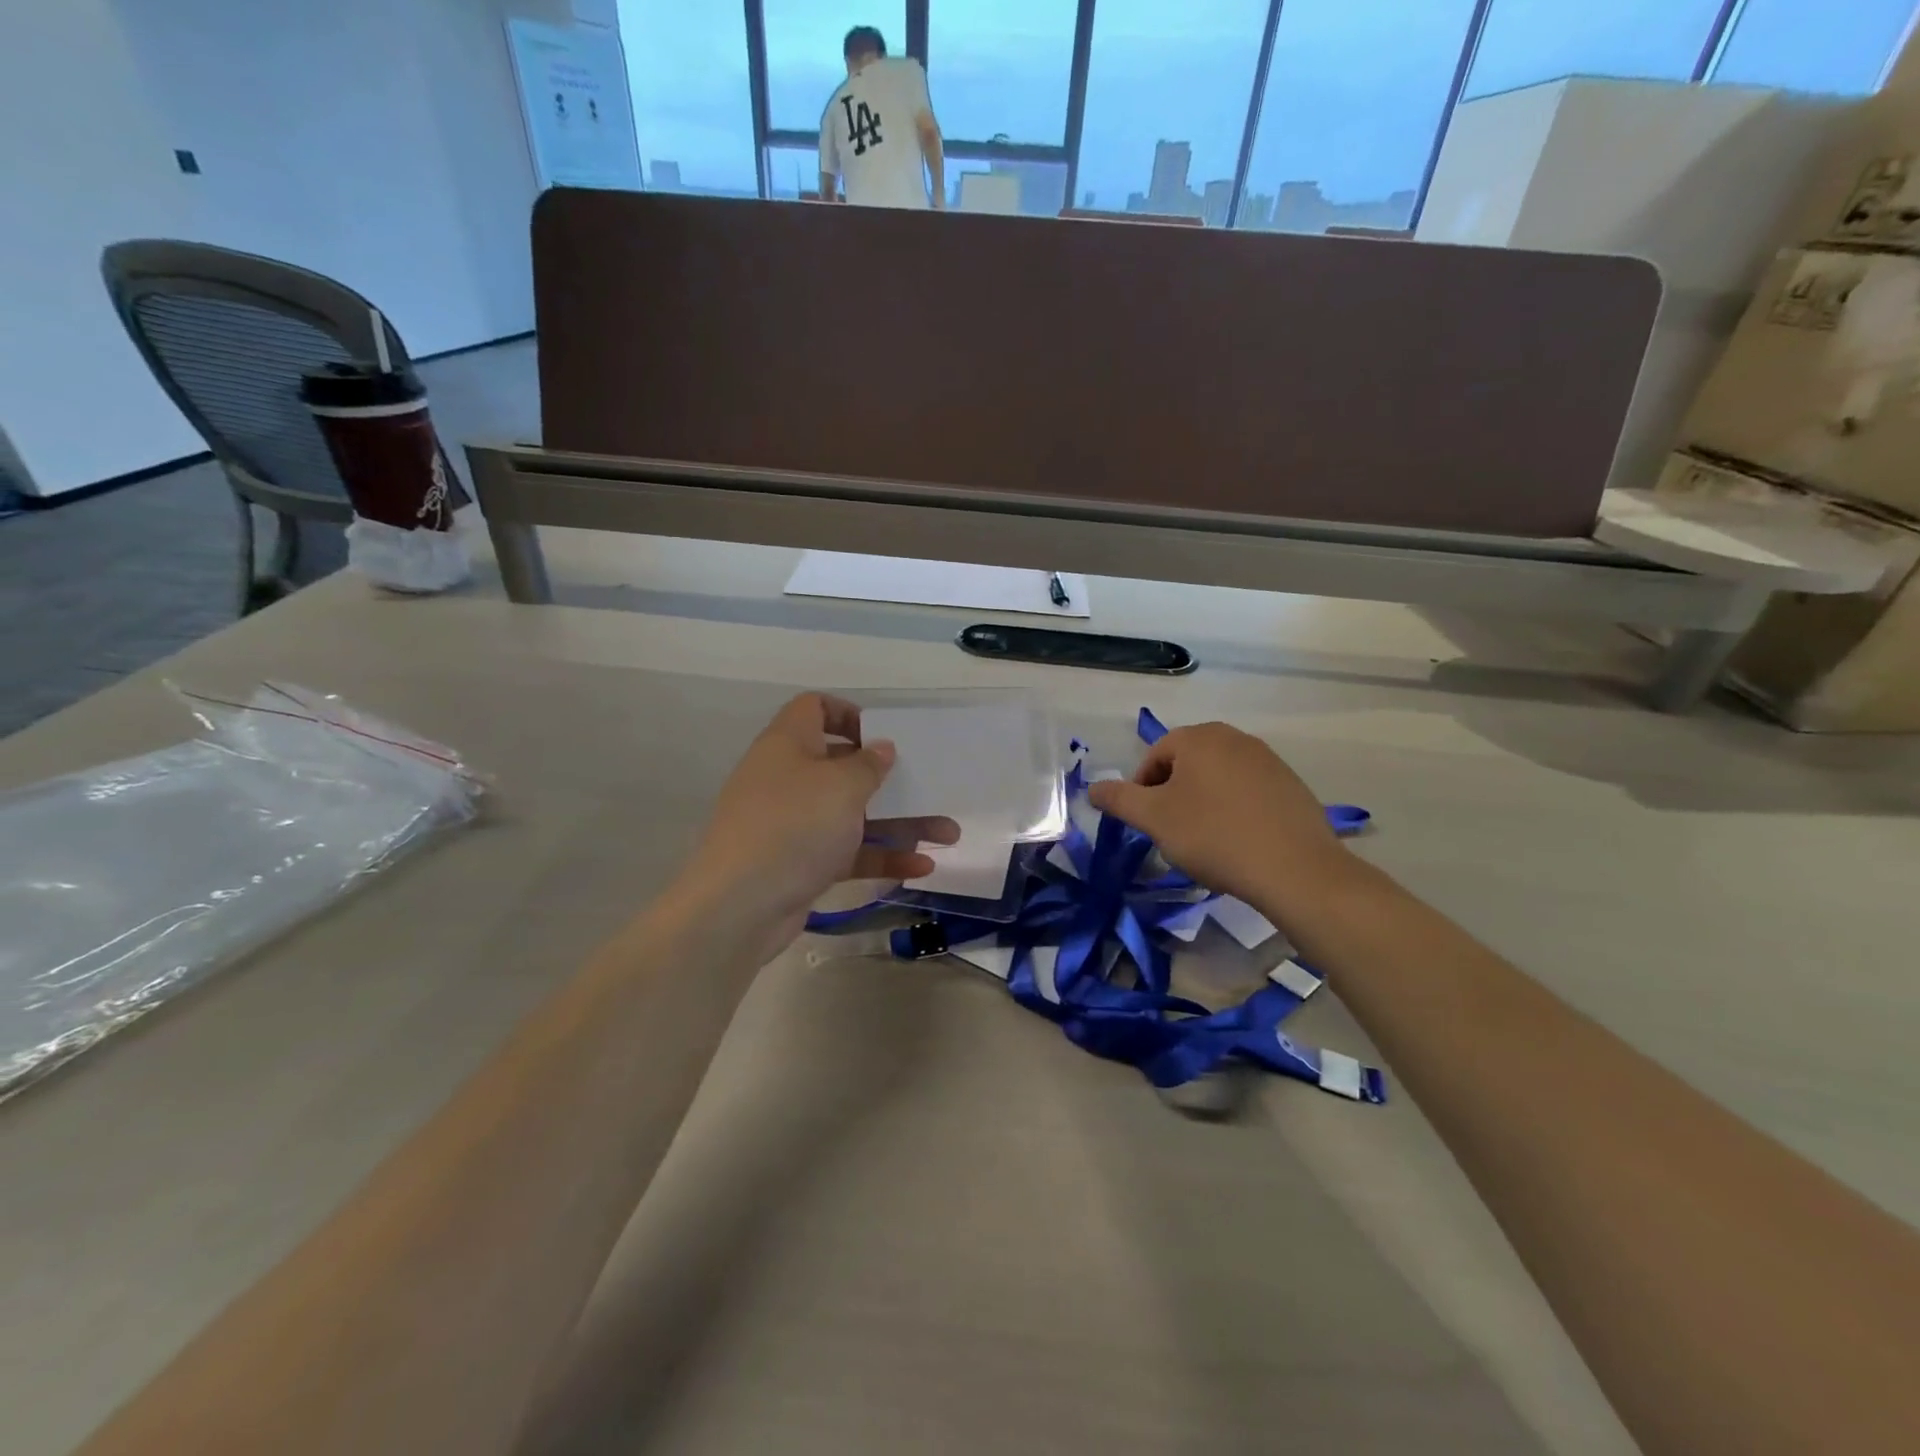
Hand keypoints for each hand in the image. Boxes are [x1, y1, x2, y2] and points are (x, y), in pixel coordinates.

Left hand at [674, 694, 957, 957]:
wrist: (740, 906)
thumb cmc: (794, 826)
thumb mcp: (841, 786)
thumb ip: (868, 764)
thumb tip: (880, 748)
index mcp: (789, 744)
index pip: (814, 708)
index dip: (849, 713)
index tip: (883, 735)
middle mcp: (788, 779)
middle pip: (844, 767)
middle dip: (891, 780)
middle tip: (928, 786)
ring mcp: (794, 824)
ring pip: (853, 814)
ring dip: (900, 823)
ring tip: (948, 834)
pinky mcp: (801, 863)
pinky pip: (847, 852)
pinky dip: (881, 856)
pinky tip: (922, 868)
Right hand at [1086, 722, 1351, 913]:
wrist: (1295, 869)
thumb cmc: (1214, 836)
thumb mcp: (1154, 819)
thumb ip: (1118, 799)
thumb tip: (1092, 787)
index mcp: (1199, 737)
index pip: (1154, 757)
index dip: (1141, 791)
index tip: (1146, 824)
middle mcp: (1234, 738)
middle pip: (1186, 764)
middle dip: (1172, 795)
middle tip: (1171, 832)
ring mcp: (1268, 760)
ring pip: (1217, 778)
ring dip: (1202, 803)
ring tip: (1204, 840)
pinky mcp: (1291, 785)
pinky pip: (1248, 792)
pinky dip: (1233, 810)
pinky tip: (1237, 841)